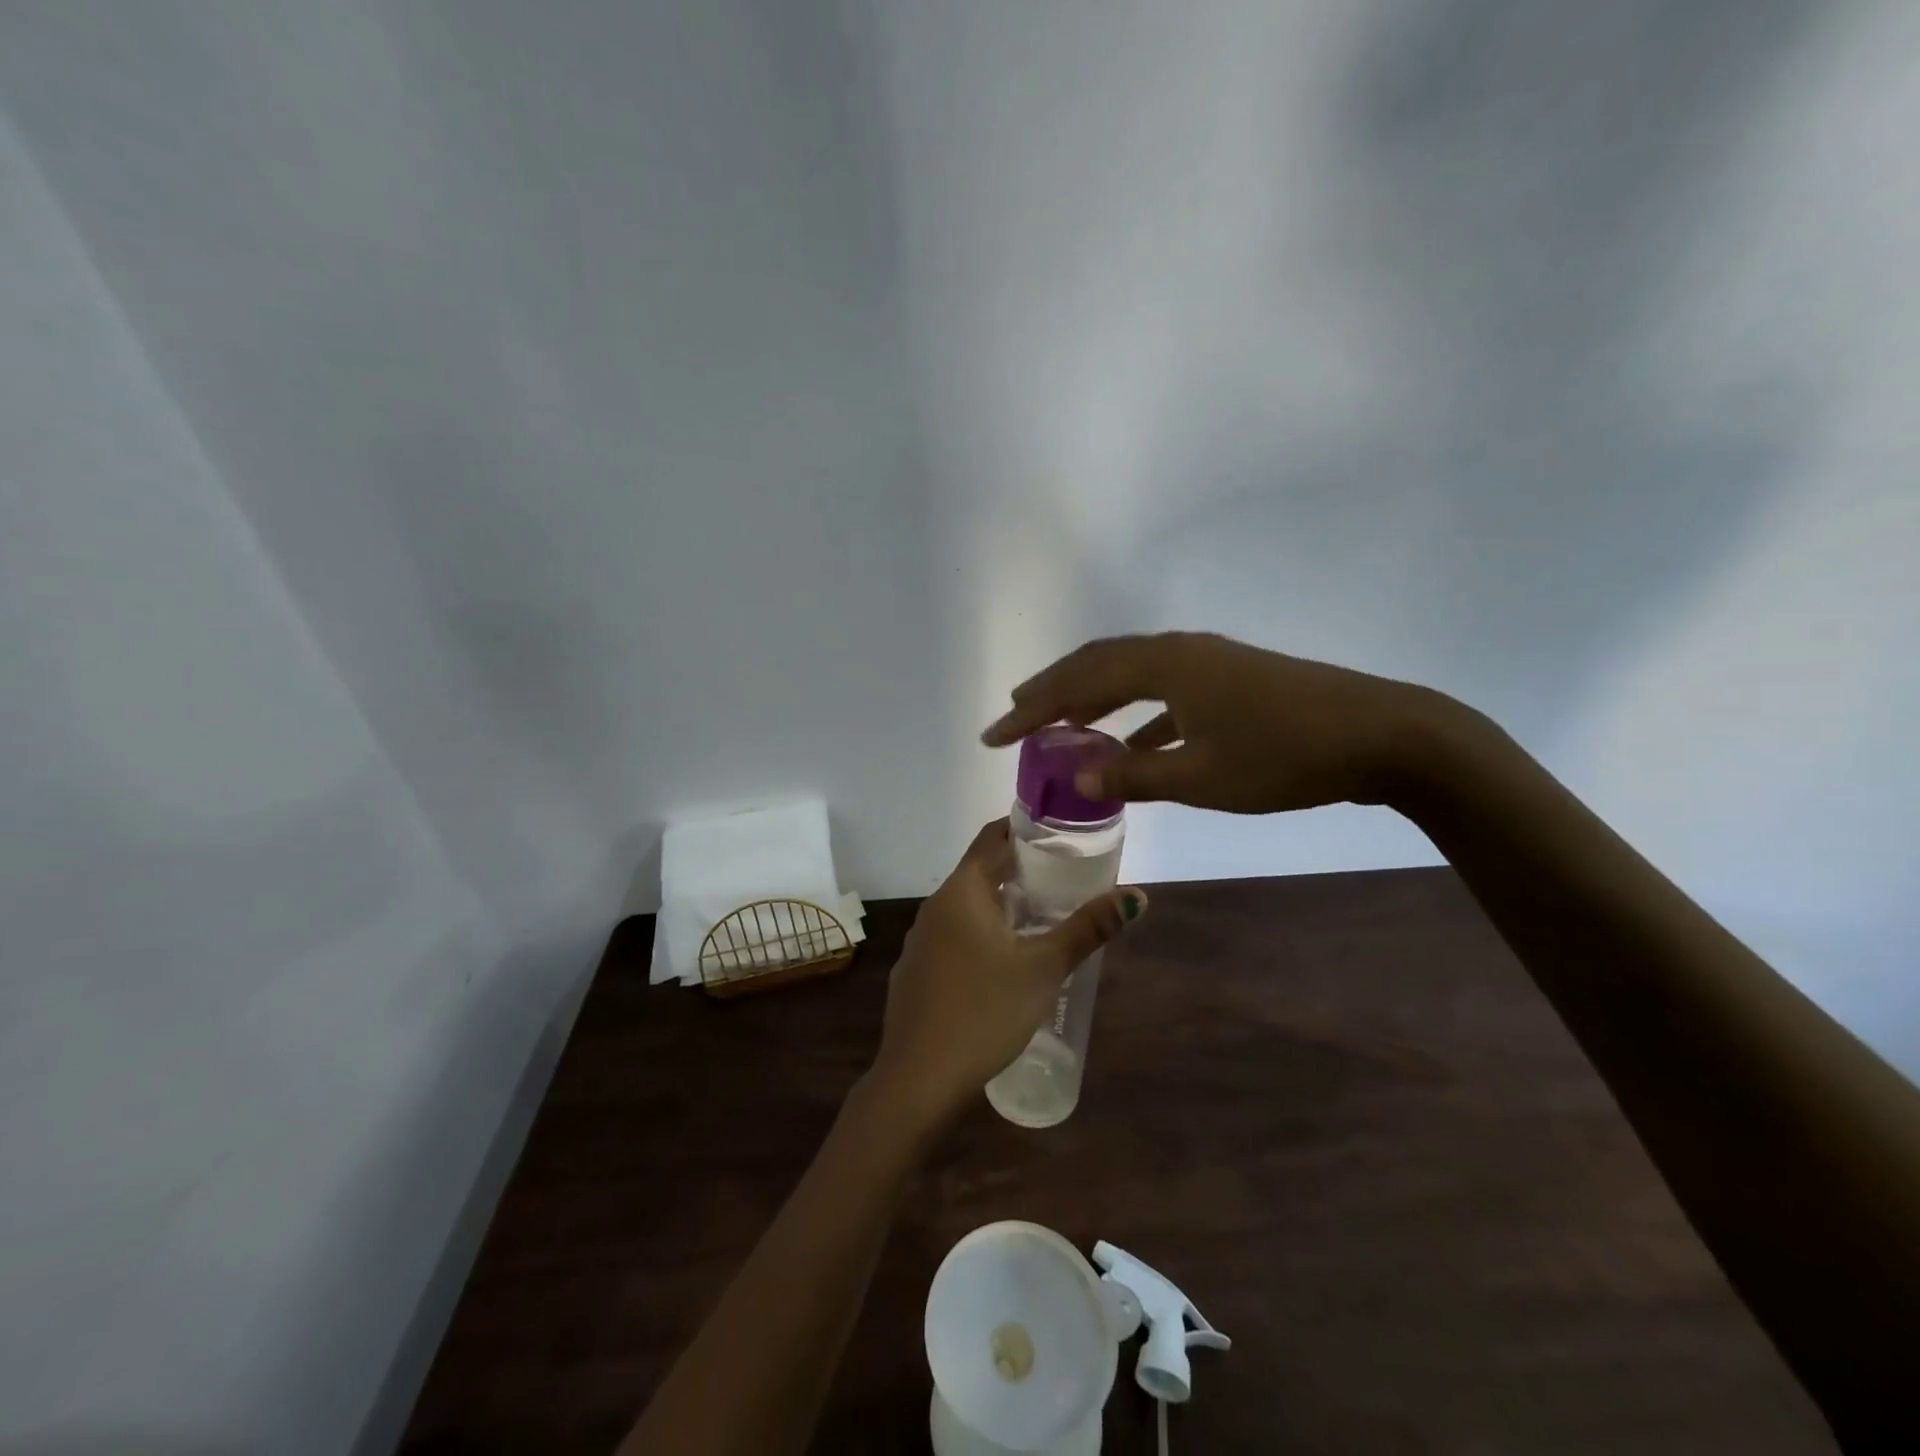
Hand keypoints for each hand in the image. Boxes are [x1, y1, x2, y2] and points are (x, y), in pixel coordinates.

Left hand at [871, 819, 1144, 1120]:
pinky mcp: (916, 970)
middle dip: (1021, 869)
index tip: (1061, 833)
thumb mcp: (1044, 969)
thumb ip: (1088, 929)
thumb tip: (1136, 895)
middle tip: (1065, 875)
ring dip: (1003, 903)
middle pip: (981, 871)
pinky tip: (1004, 960)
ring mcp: (921, 939)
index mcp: (962, 891)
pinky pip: (954, 935)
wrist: (918, 1078)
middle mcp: (936, 905)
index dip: (1026, 829)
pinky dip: (982, 932)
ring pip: (967, 906)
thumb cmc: (984, 1011)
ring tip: (1044, 914)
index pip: (993, 837)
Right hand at [981, 631, 1459, 813]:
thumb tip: (1076, 775)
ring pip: (1128, 674)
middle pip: (1097, 665)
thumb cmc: (1285, 756)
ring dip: (1089, 697)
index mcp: (1163, 666)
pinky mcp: (1227, 678)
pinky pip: (1161, 690)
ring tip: (1056, 722)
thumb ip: (1134, 775)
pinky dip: (1132, 713)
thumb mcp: (1202, 777)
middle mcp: (1177, 651)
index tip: (992, 735)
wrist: (1383, 734)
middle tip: (1014, 717)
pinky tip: (1125, 741)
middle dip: (1052, 692)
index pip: (1077, 683)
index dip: (1031, 711)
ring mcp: (1205, 661)